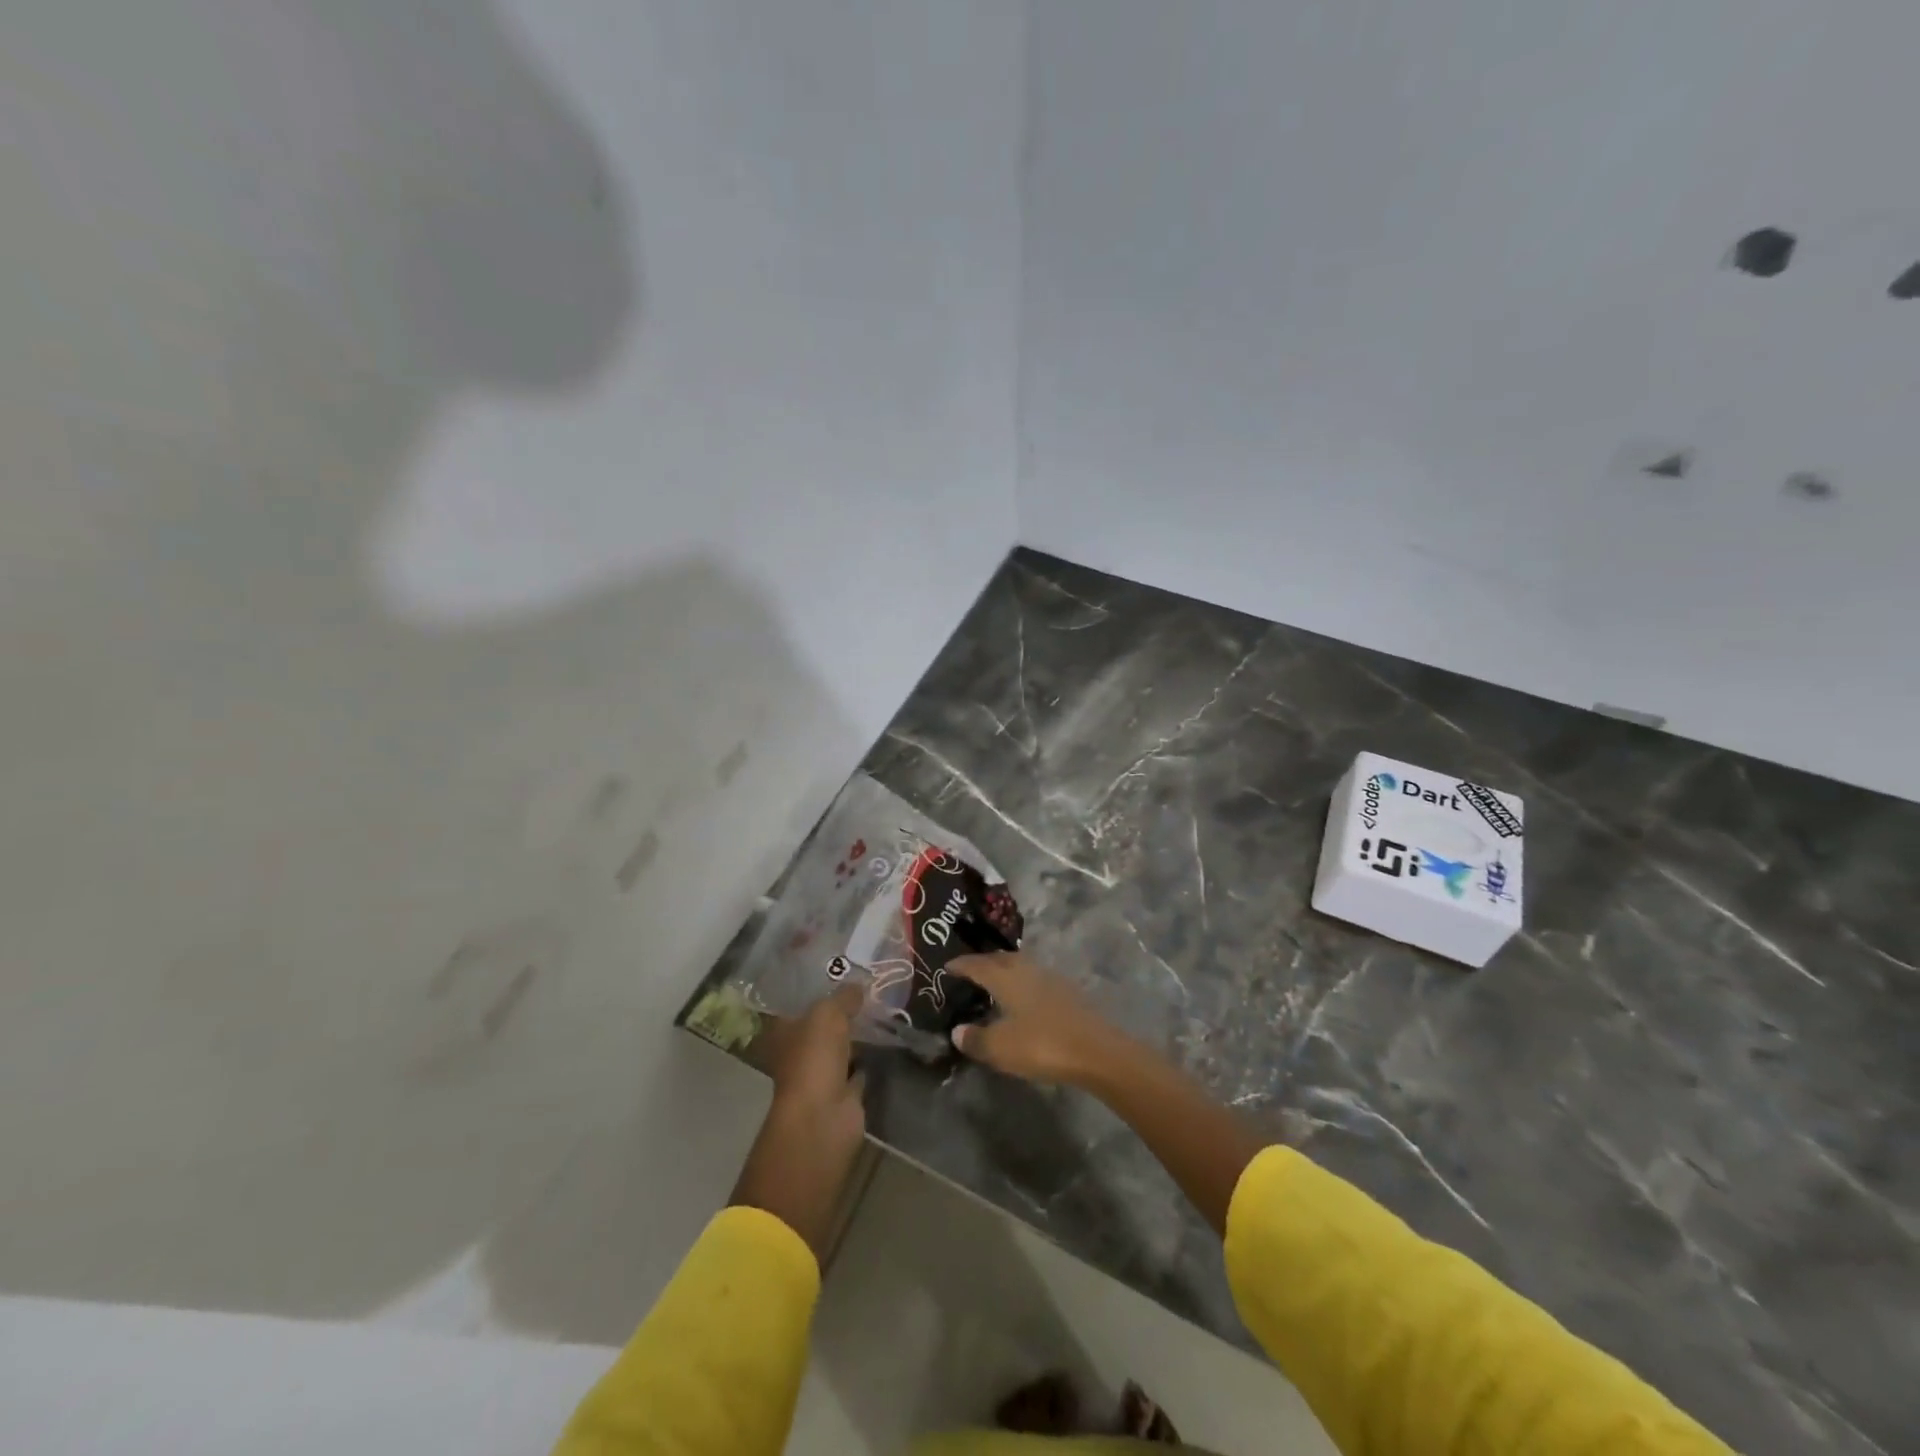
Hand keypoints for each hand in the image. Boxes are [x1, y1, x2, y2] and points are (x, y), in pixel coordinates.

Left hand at [730, 983, 866, 1258]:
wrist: (823, 1119)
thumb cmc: (814, 1060)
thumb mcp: (827, 1015)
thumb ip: (843, 997)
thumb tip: (859, 984)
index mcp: (784, 1031)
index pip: (797, 1003)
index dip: (816, 987)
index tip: (840, 970)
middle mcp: (800, 1052)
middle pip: (822, 1025)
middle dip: (842, 1010)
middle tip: (870, 985)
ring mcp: (821, 1075)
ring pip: (841, 1046)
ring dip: (858, 1034)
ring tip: (884, 1007)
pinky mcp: (844, 1094)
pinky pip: (859, 1068)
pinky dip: (870, 1058)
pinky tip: (888, 1040)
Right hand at [946, 952, 1131, 1087]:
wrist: (1097, 1051)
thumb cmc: (1042, 1045)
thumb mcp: (1001, 1048)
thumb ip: (976, 1039)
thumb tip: (957, 1031)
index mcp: (1007, 977)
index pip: (978, 964)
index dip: (961, 964)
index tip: (947, 965)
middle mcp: (1027, 969)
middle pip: (1001, 959)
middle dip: (984, 963)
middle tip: (970, 971)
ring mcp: (1051, 978)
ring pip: (1021, 966)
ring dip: (1005, 970)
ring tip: (995, 983)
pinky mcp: (1068, 992)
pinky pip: (1036, 979)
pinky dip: (1023, 983)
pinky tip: (1023, 999)